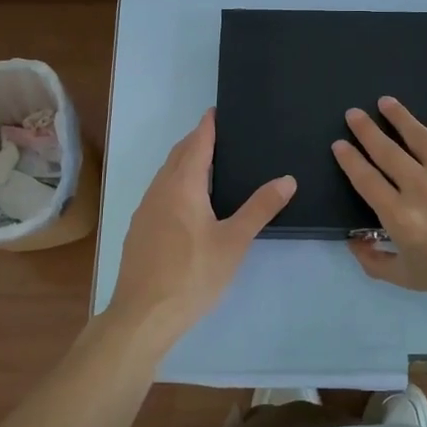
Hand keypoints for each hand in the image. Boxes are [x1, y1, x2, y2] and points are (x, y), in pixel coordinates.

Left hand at [107, 109, 294, 340]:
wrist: (143, 314)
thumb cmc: (192, 274)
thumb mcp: (234, 242)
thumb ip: (260, 208)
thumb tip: (287, 179)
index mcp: (183, 186)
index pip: (197, 144)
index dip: (207, 126)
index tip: (217, 111)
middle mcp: (159, 190)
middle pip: (178, 155)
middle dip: (196, 141)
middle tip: (218, 135)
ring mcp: (145, 210)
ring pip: (165, 175)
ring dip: (184, 162)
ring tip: (207, 164)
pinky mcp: (139, 230)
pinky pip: (159, 193)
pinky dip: (175, 183)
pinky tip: (187, 203)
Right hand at [332, 97, 426, 305]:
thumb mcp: (411, 279)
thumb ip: (375, 262)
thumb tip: (353, 241)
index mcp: (401, 216)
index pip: (365, 179)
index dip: (349, 159)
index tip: (339, 144)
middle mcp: (421, 185)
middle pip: (385, 149)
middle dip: (365, 129)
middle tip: (353, 114)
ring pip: (417, 133)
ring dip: (398, 116)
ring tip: (385, 102)